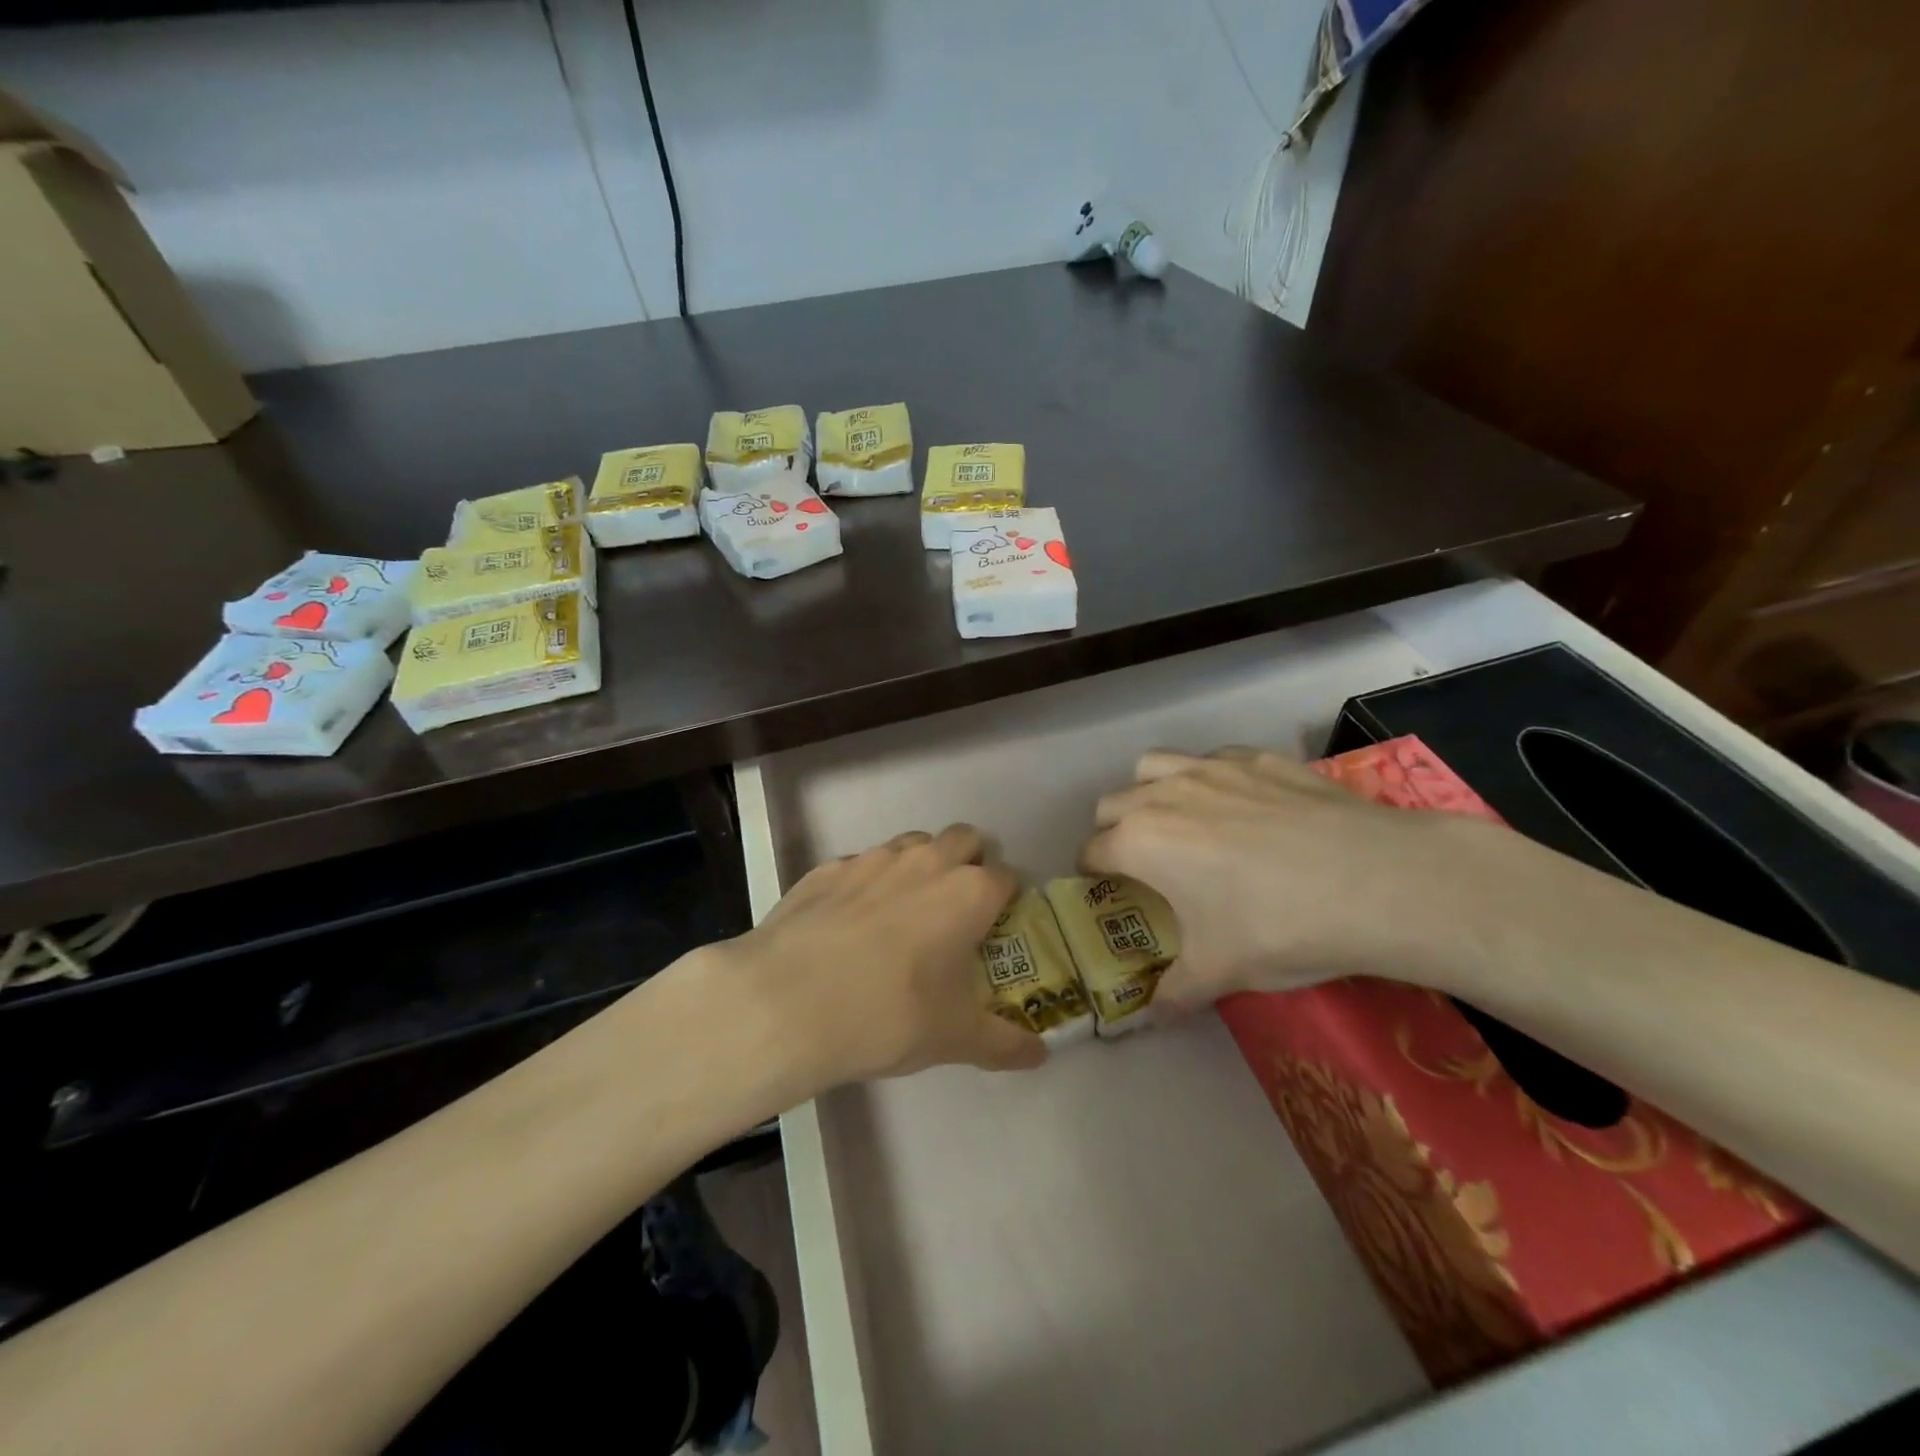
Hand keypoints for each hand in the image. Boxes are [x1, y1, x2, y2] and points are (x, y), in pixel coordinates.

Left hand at [710, 824, 1045, 1095]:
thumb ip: (1004, 1044)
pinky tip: (850, 923)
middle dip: (969, 863)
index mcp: (968, 892)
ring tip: (905, 912)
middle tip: (957, 910)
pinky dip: (868, 883)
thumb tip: (1040, 1054)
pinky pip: (861, 864)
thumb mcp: (955, 1038)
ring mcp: (872, 859)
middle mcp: (926, 861)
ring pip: (912, 843)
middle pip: (964, 839)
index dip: (1007, 898)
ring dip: (920, 865)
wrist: (788, 1002)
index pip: (1007, 875)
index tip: (998, 927)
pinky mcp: (827, 868)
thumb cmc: (890, 1015)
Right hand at [1082, 748, 1507, 1010]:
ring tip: (1179, 822)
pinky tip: (1241, 806)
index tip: (1109, 893)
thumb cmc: (1279, 927)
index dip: (1092, 875)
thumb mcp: (1220, 972)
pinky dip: (1208, 778)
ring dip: (1150, 791)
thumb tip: (1151, 1019)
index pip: (1091, 852)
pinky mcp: (1258, 757)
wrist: (1378, 881)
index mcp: (1140, 842)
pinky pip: (1212, 758)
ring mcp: (1212, 768)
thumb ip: (1174, 993)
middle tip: (1144, 865)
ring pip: (1153, 766)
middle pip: (1111, 804)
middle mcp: (1163, 795)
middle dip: (1114, 832)